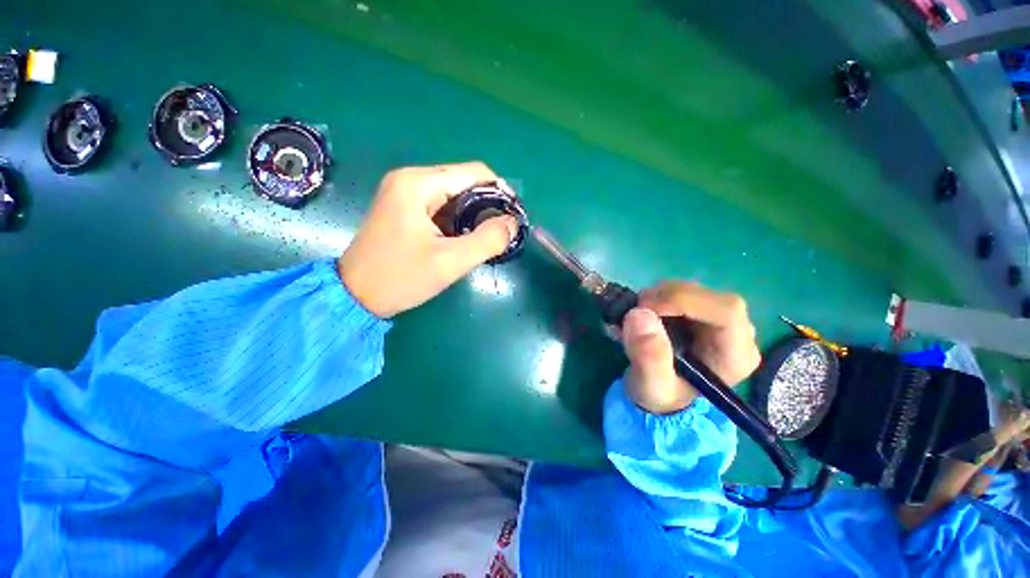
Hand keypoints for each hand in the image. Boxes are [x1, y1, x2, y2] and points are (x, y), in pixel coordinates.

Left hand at [338, 162, 518, 317]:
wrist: (355, 295)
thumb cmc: (401, 277)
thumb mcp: (450, 261)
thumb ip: (488, 240)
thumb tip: (513, 223)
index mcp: (418, 184)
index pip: (475, 172)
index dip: (500, 192)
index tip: (513, 218)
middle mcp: (410, 179)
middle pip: (464, 182)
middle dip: (486, 205)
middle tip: (499, 233)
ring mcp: (404, 192)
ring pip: (454, 195)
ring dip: (473, 214)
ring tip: (482, 239)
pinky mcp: (403, 207)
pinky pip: (440, 205)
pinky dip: (457, 219)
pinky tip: (462, 239)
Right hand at [619, 282, 760, 414]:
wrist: (660, 397)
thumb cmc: (661, 398)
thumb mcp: (652, 386)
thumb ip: (648, 356)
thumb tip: (638, 314)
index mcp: (735, 355)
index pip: (726, 311)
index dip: (684, 301)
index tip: (645, 309)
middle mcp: (735, 333)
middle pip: (708, 296)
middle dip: (665, 298)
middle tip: (634, 312)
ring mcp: (717, 320)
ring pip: (691, 290)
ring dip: (657, 297)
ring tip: (635, 318)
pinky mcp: (700, 313)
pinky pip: (679, 293)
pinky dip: (655, 298)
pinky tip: (642, 316)